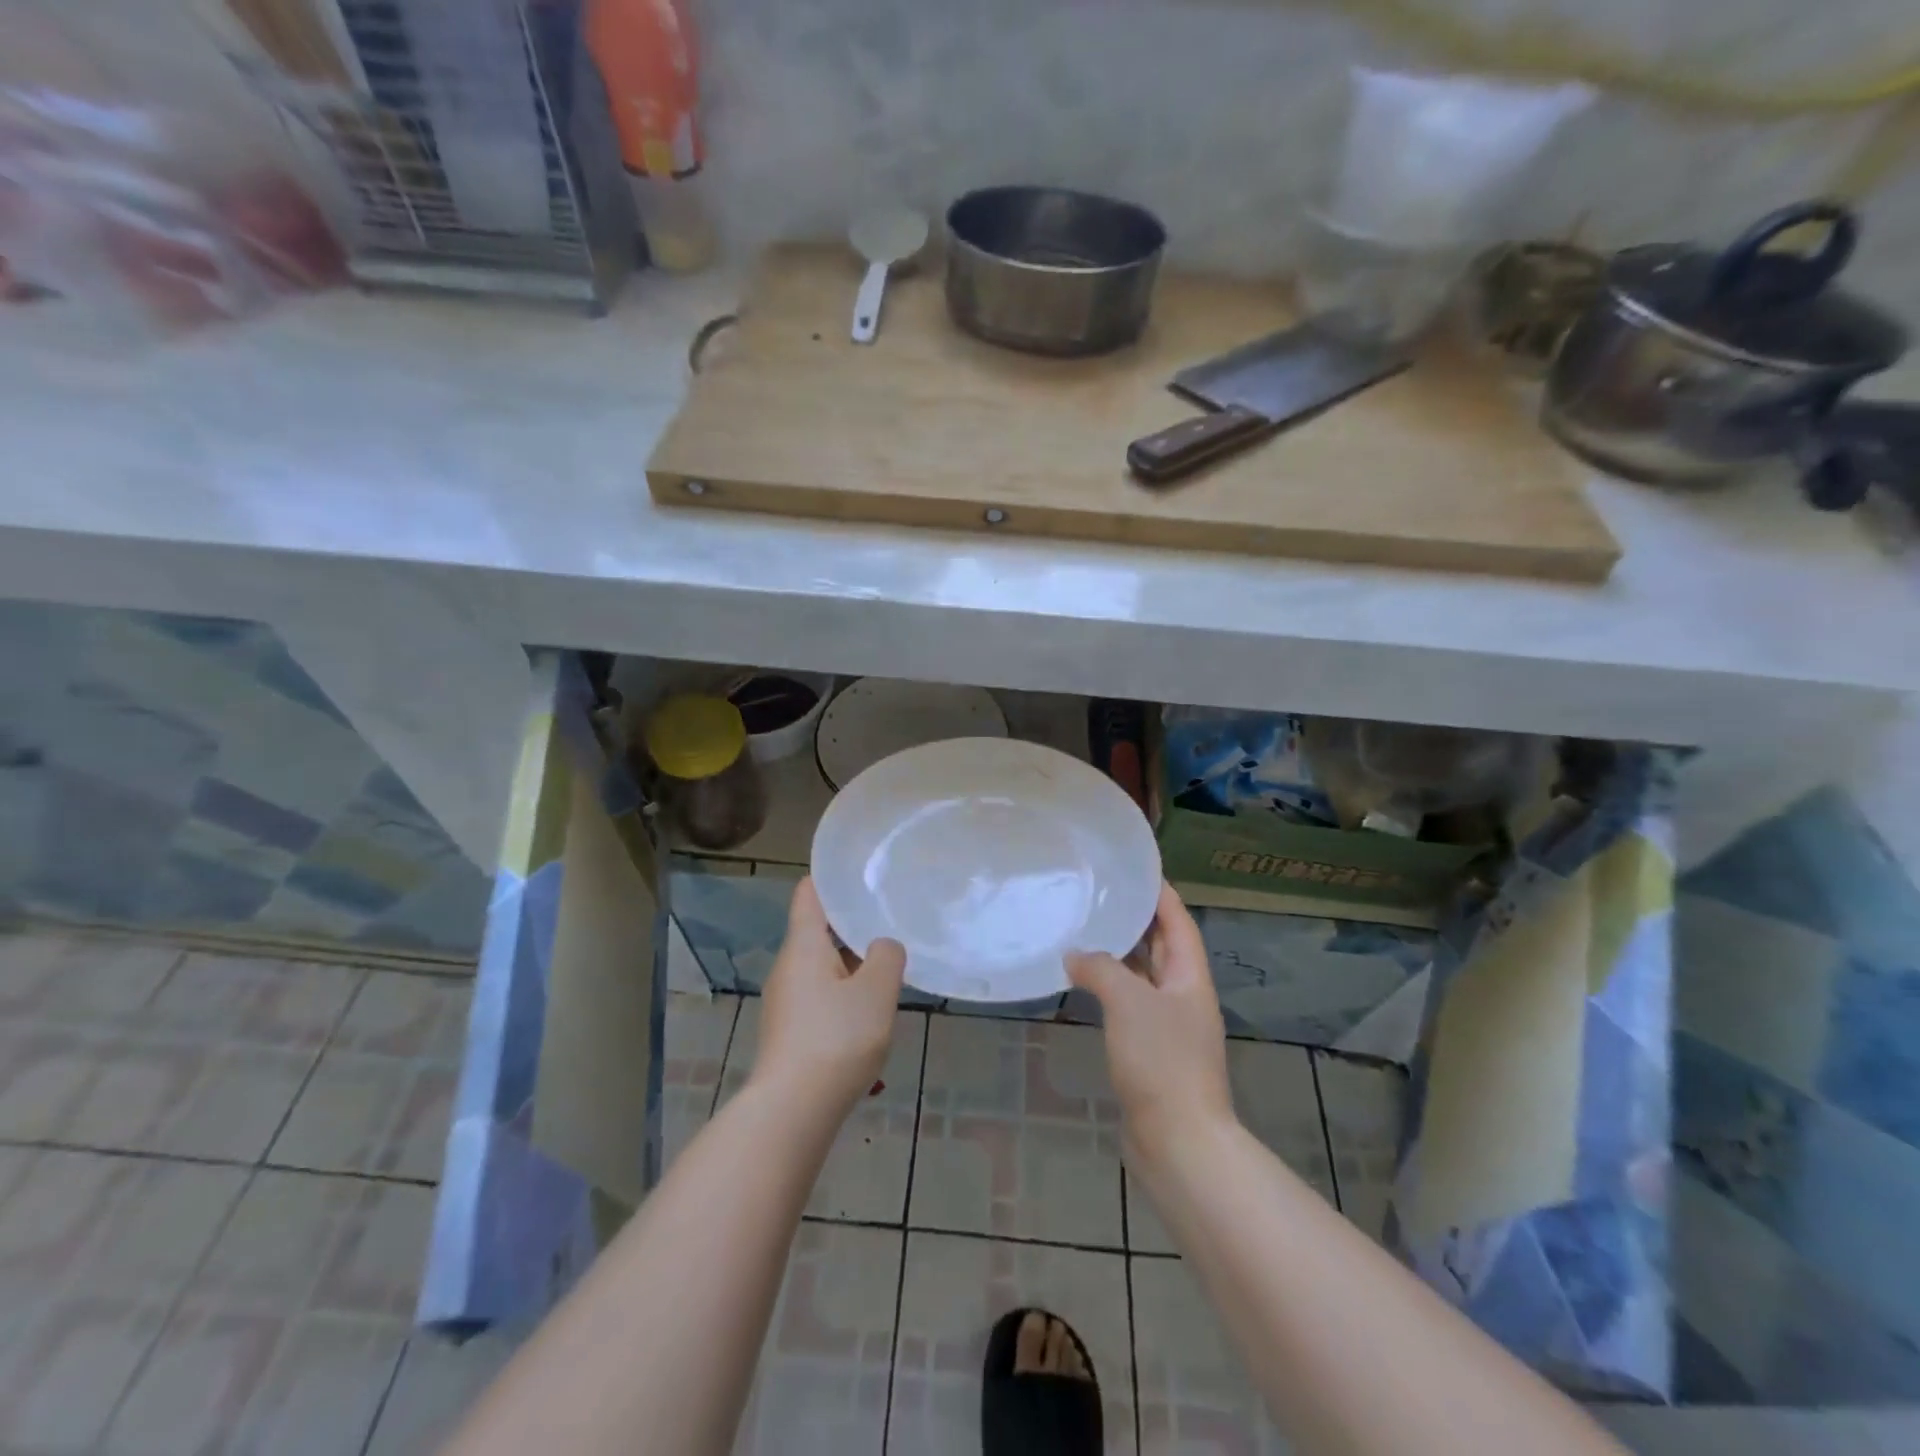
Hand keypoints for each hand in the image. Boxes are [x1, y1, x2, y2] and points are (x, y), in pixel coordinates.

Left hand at [750, 878, 906, 1115]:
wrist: (792, 1111)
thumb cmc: (836, 1039)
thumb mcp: (876, 992)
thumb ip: (887, 957)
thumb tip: (883, 947)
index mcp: (803, 946)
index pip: (809, 894)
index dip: (830, 879)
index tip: (860, 872)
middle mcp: (788, 967)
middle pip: (818, 932)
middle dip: (852, 925)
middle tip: (889, 917)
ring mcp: (786, 1001)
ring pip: (822, 967)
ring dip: (851, 964)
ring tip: (888, 964)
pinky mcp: (790, 1031)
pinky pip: (820, 997)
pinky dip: (843, 993)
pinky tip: (869, 1011)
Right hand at [1067, 883, 1233, 1159]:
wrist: (1178, 1143)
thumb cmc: (1162, 1062)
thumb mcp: (1129, 1003)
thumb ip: (1101, 969)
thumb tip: (1074, 954)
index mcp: (1190, 977)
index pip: (1177, 920)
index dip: (1159, 892)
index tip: (1133, 868)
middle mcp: (1183, 996)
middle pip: (1162, 945)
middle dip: (1135, 918)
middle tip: (1099, 893)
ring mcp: (1168, 1025)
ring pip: (1143, 976)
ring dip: (1119, 953)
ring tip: (1085, 927)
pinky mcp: (1150, 1051)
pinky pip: (1129, 1004)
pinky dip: (1109, 987)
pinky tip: (1083, 981)